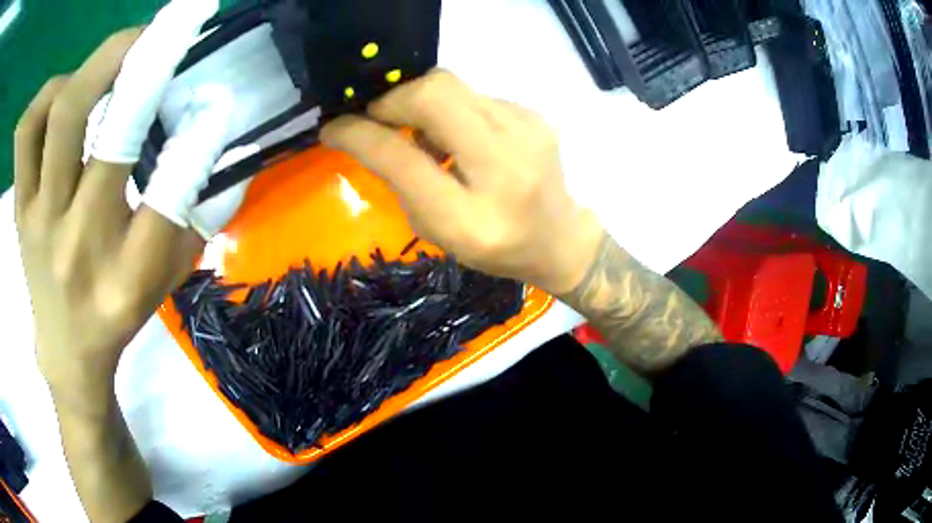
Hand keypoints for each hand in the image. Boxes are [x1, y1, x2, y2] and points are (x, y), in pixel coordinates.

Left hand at [15, 0, 225, 395]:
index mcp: (126, 276)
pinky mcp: (19, 208)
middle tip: (167, 28)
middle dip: (136, 63)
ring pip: (53, 117)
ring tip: (113, 58)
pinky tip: (62, 93)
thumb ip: (194, 209)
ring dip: (90, 69)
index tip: (220, 101)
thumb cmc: (119, 312)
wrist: (67, 349)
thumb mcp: (168, 275)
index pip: (164, 203)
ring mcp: (38, 220)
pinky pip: (25, 133)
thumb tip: (221, 135)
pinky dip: (46, 96)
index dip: (194, 144)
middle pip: (96, 135)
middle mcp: (76, 243)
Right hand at [321, 70, 603, 294]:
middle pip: (434, 93)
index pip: (402, 158)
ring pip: (454, 85)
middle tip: (379, 118)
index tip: (334, 127)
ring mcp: (528, 133)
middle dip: (393, 99)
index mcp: (471, 218)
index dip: (359, 134)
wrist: (559, 238)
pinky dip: (454, 110)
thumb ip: (401, 182)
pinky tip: (461, 135)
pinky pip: (475, 96)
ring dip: (421, 102)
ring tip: (422, 131)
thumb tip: (369, 133)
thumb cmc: (494, 248)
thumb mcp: (437, 231)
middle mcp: (505, 167)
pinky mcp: (535, 116)